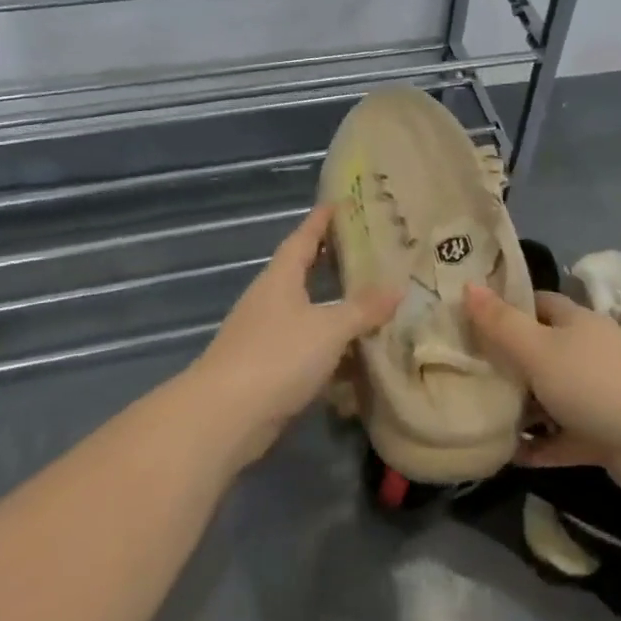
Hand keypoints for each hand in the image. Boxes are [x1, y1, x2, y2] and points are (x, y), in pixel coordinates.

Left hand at [192, 206, 399, 466]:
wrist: (223, 418)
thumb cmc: (277, 356)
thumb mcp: (329, 329)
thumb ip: (362, 309)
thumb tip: (397, 288)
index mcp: (280, 278)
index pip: (303, 237)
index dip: (321, 220)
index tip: (339, 202)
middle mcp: (269, 300)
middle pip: (302, 272)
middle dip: (329, 262)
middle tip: (365, 251)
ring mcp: (263, 335)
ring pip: (305, 312)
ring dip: (331, 308)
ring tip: (368, 303)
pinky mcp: (265, 370)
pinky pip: (304, 349)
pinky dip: (327, 349)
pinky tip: (352, 359)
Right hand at [465, 285, 620, 497]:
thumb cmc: (593, 383)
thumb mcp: (537, 349)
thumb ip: (500, 323)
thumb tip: (467, 285)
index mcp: (576, 322)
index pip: (538, 303)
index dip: (508, 307)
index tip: (475, 319)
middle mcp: (589, 352)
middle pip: (543, 349)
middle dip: (510, 361)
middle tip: (471, 371)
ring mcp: (601, 394)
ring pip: (553, 394)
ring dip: (525, 407)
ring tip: (485, 415)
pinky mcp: (606, 434)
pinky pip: (565, 436)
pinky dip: (542, 445)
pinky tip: (511, 456)